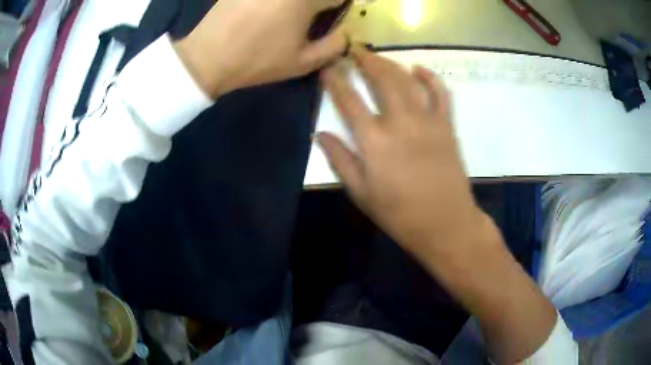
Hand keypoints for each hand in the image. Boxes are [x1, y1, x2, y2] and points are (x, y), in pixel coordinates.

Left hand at [173, 0, 347, 98]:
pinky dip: (275, 2)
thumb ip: (334, 47)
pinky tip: (266, 9)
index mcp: (305, 0)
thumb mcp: (301, 63)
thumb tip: (347, 34)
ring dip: (296, 4)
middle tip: (311, 14)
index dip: (340, 6)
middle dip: (318, 4)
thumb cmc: (256, 61)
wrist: (207, 57)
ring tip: (286, 16)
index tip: (332, 14)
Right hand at [318, 47, 486, 262]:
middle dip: (366, 61)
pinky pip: (441, 93)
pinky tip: (419, 69)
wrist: (445, 223)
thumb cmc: (400, 214)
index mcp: (375, 142)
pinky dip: (430, 77)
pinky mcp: (447, 125)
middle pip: (382, 80)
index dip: (336, 82)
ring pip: (408, 80)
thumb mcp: (361, 194)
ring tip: (378, 57)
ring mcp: (428, 121)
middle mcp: (401, 123)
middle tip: (355, 52)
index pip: (349, 101)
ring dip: (391, 64)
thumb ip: (340, 160)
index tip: (328, 69)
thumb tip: (319, 135)